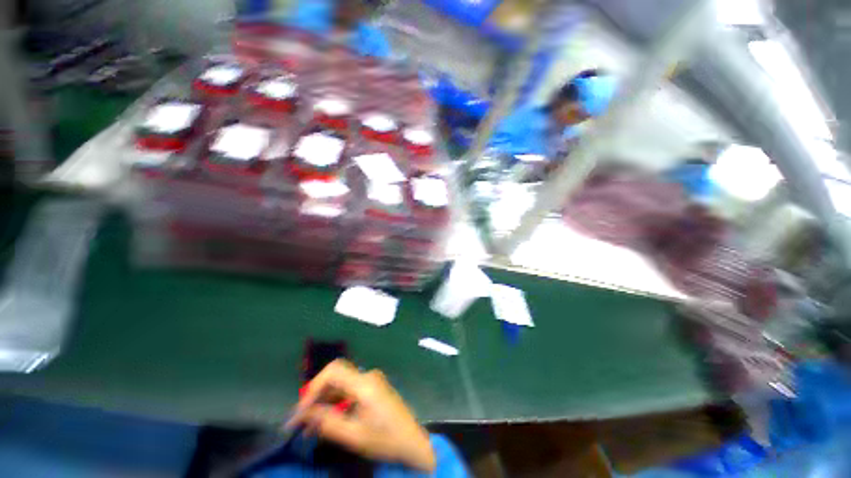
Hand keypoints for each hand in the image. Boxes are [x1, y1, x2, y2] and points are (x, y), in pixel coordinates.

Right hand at [287, 359, 435, 471]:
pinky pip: (350, 390)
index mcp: (364, 383)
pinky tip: (329, 420)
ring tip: (310, 426)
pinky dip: (336, 403)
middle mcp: (368, 376)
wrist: (413, 442)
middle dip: (316, 396)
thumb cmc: (385, 439)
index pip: (333, 371)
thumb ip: (327, 422)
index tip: (301, 411)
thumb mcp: (354, 435)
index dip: (313, 387)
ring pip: (342, 384)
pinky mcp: (374, 388)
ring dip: (325, 401)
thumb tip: (304, 413)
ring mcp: (372, 381)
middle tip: (301, 420)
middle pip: (336, 377)